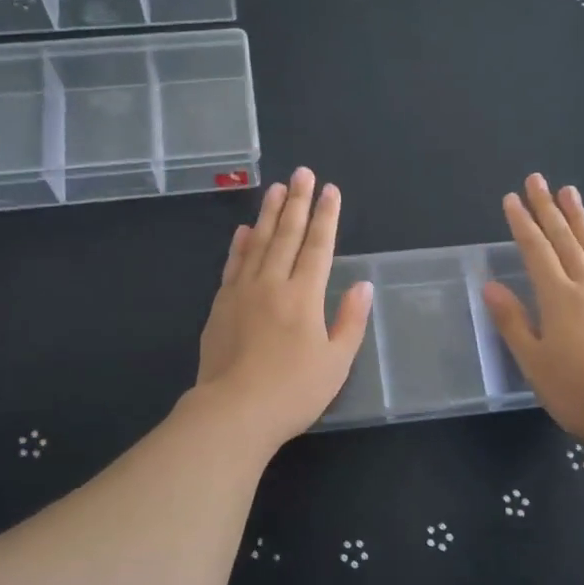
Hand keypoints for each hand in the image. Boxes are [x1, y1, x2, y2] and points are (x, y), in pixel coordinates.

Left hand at [194, 167, 373, 449]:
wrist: (233, 412)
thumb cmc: (293, 391)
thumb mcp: (336, 362)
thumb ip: (350, 321)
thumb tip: (363, 285)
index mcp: (304, 296)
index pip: (318, 246)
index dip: (326, 216)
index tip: (330, 190)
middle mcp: (272, 284)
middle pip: (286, 235)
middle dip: (297, 202)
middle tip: (301, 172)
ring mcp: (241, 293)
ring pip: (257, 243)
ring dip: (268, 214)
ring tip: (275, 188)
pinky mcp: (220, 307)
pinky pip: (232, 265)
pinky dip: (239, 245)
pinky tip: (243, 231)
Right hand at [482, 174, 583, 453]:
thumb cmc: (575, 390)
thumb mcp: (533, 360)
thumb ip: (512, 321)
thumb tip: (489, 286)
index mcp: (557, 298)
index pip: (535, 251)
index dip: (522, 223)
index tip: (512, 198)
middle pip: (564, 240)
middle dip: (548, 209)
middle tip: (538, 179)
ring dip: (579, 218)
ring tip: (570, 191)